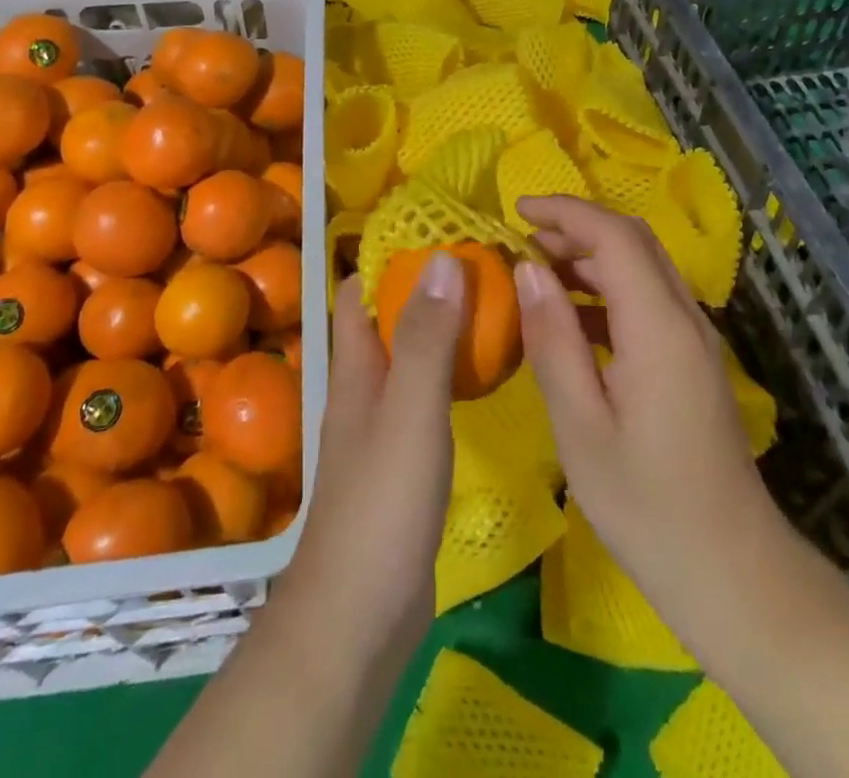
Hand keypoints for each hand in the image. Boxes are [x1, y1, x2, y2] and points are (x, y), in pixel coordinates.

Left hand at [276, 254, 465, 660]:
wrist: (358, 616)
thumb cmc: (381, 503)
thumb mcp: (409, 410)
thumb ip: (425, 338)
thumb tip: (441, 257)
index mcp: (355, 369)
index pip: (360, 293)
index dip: (391, 258)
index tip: (440, 233)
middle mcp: (363, 389)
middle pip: (388, 322)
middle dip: (426, 289)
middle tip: (483, 267)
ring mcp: (382, 428)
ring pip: (409, 359)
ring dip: (440, 330)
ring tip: (492, 309)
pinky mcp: (402, 463)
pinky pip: (425, 398)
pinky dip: (449, 376)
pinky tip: (483, 379)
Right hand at [513, 196, 790, 642]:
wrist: (731, 569)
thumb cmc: (645, 502)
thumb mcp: (579, 424)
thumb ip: (552, 338)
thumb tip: (527, 269)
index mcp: (658, 327)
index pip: (613, 236)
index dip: (564, 212)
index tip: (515, 209)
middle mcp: (685, 317)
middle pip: (634, 241)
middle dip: (576, 226)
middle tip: (521, 240)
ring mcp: (695, 339)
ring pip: (642, 267)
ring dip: (590, 256)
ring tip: (536, 270)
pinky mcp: (692, 360)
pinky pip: (648, 300)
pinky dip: (606, 290)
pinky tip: (570, 318)